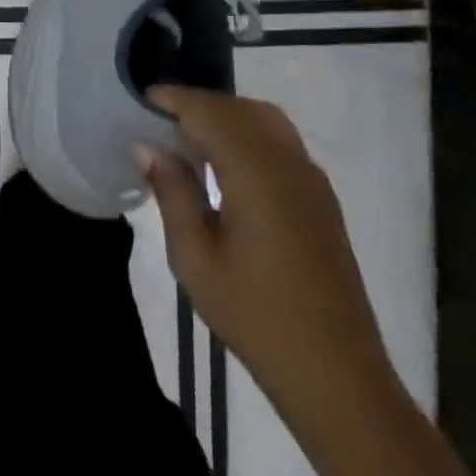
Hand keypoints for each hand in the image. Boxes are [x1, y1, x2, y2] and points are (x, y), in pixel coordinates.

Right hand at [137, 85, 400, 440]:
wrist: (337, 375)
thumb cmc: (256, 318)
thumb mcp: (195, 259)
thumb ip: (173, 193)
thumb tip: (148, 146)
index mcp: (257, 175)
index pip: (209, 112)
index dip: (172, 100)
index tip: (138, 103)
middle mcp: (289, 164)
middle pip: (237, 109)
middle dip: (196, 106)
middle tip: (156, 124)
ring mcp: (311, 180)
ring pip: (263, 120)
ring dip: (223, 118)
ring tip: (186, 142)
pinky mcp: (321, 199)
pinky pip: (280, 143)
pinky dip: (246, 136)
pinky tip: (222, 168)